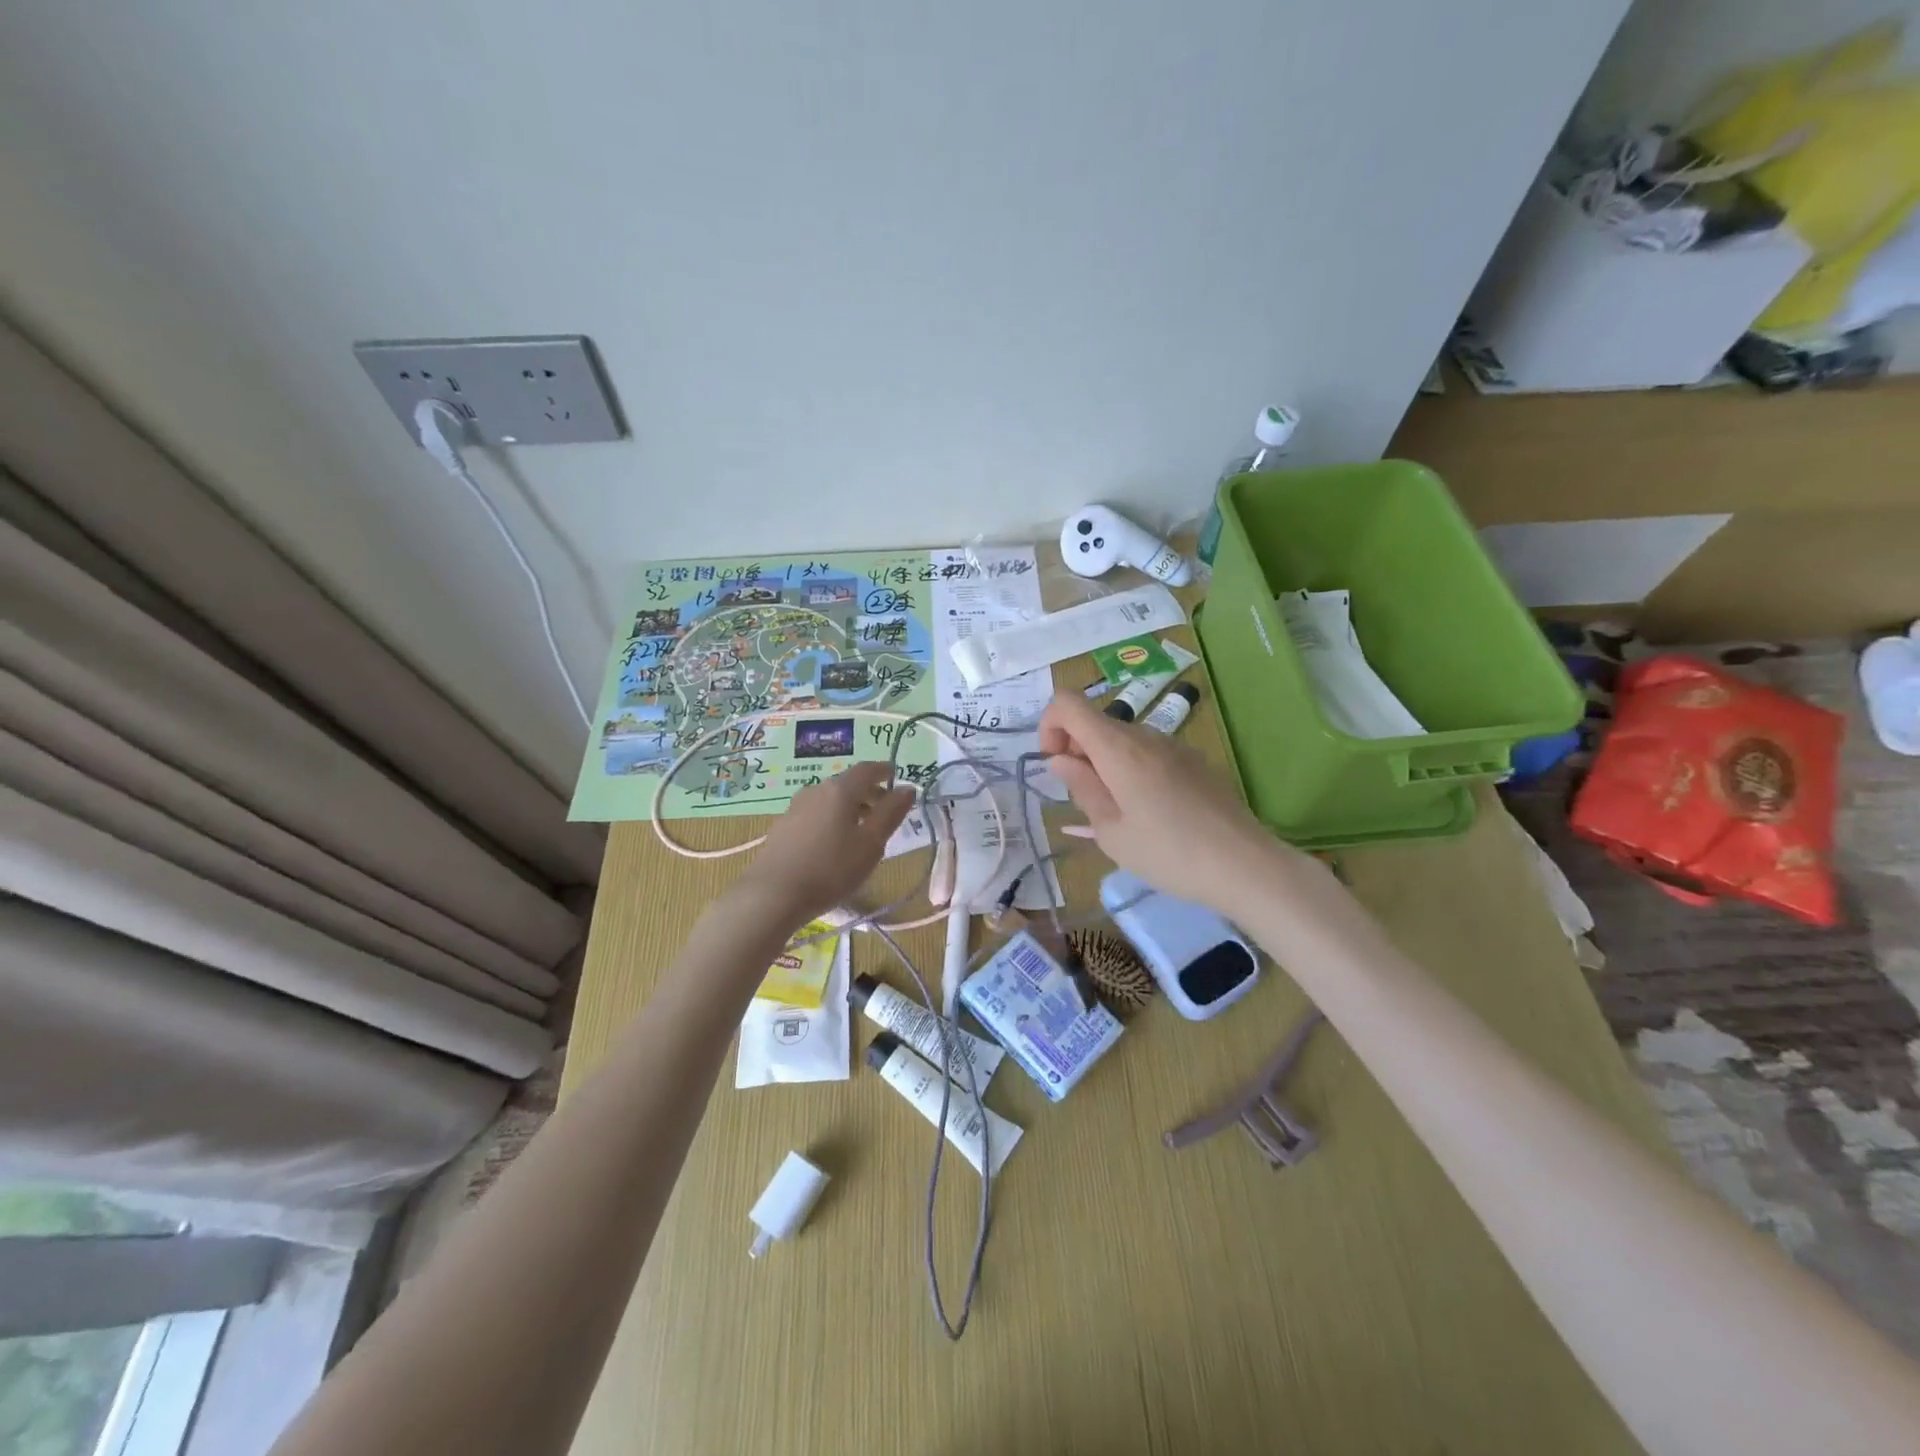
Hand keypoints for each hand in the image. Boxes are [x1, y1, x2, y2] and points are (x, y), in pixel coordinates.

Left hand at [734, 762, 914, 926]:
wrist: (772, 895)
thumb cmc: (831, 869)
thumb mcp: (871, 844)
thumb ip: (891, 813)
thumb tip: (908, 788)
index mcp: (840, 790)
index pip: (867, 769)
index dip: (884, 771)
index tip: (896, 776)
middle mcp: (816, 790)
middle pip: (847, 784)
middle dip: (869, 793)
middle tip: (885, 811)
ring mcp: (795, 808)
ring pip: (830, 800)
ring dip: (849, 808)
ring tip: (861, 832)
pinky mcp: (782, 827)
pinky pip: (815, 814)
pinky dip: (831, 819)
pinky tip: (833, 844)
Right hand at [1039, 688, 1282, 913]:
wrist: (1245, 865)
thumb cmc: (1168, 853)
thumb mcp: (1111, 832)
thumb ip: (1082, 789)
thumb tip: (1061, 760)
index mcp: (1118, 748)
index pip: (1067, 704)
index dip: (1049, 726)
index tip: (1055, 766)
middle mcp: (1145, 736)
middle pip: (1095, 724)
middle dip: (1077, 752)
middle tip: (1085, 802)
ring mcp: (1174, 747)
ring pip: (1123, 741)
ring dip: (1105, 764)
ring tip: (1118, 814)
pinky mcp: (1195, 762)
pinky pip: (1149, 755)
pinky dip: (1132, 771)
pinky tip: (1150, 814)